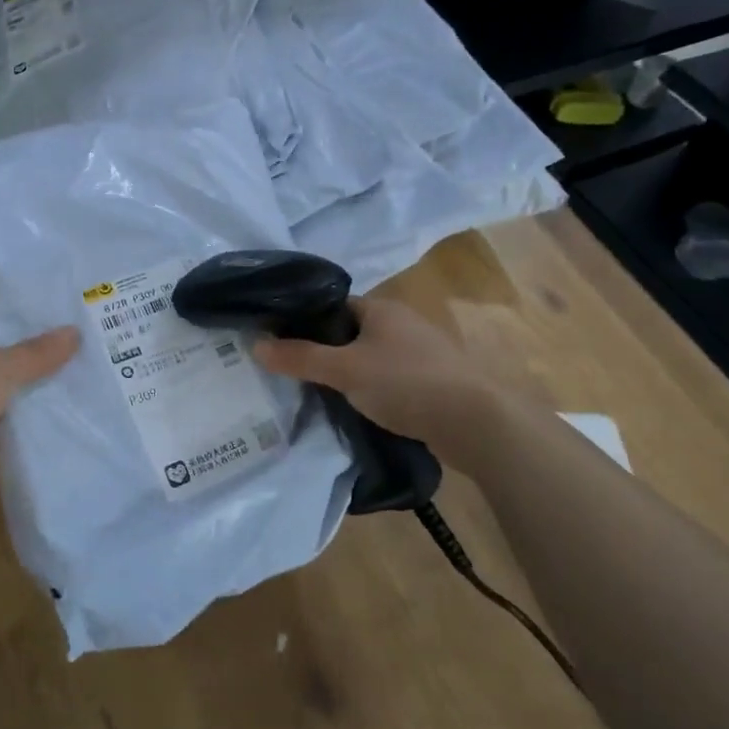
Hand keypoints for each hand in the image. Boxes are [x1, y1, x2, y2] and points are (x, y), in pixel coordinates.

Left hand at [0, 328, 79, 502]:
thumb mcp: (1, 366)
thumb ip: (37, 353)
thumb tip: (76, 332)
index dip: (26, 332)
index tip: (64, 328)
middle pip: (11, 371)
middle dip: (42, 368)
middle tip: (88, 357)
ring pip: (17, 404)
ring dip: (43, 402)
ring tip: (91, 387)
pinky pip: (21, 436)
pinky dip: (40, 433)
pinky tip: (76, 423)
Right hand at [252, 298, 474, 447]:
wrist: (474, 421)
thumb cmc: (405, 382)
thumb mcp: (343, 369)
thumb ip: (299, 358)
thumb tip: (255, 344)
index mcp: (381, 308)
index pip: (332, 306)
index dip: (304, 322)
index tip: (280, 343)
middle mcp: (401, 322)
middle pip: (350, 332)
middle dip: (324, 351)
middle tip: (293, 372)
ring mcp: (419, 352)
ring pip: (369, 357)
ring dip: (348, 373)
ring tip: (319, 393)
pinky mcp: (430, 381)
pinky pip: (388, 379)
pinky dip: (371, 390)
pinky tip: (357, 408)